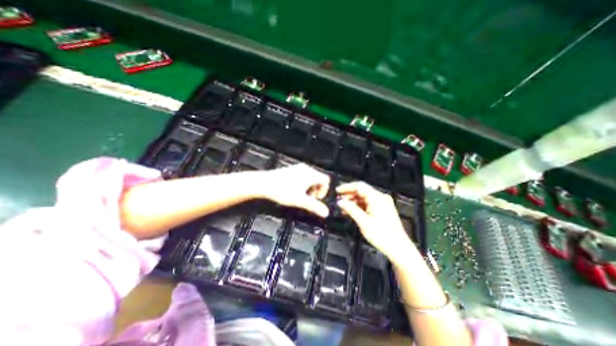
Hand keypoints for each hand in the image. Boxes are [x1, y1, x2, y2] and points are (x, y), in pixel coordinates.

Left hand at [258, 163, 329, 215]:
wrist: (264, 184)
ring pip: (311, 178)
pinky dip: (303, 184)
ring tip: (301, 196)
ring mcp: (298, 168)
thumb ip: (315, 207)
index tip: (317, 199)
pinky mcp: (291, 170)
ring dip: (309, 188)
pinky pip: (303, 176)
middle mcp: (306, 169)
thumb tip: (326, 213)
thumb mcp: (300, 201)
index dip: (324, 190)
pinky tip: (294, 191)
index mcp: (311, 174)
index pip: (326, 180)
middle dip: (316, 190)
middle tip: (308, 199)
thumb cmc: (282, 191)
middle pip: (319, 179)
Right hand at [336, 181, 418, 264]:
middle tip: (338, 201)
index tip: (337, 191)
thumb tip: (341, 202)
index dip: (347, 187)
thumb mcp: (364, 222)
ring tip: (343, 208)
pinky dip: (359, 206)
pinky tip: (351, 211)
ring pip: (363, 197)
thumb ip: (351, 210)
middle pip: (361, 191)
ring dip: (353, 201)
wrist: (398, 248)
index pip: (359, 186)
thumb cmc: (383, 236)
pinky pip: (367, 203)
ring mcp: (382, 203)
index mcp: (377, 198)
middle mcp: (380, 198)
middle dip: (349, 195)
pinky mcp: (382, 209)